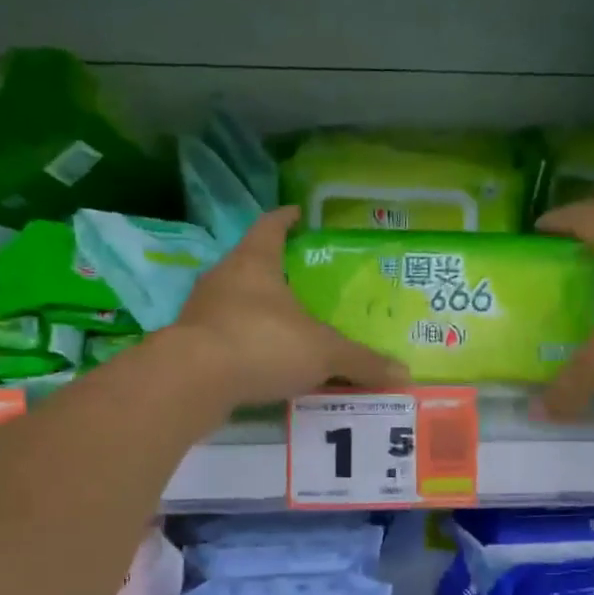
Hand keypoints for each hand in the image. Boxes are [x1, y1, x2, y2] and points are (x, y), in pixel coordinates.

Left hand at [167, 207, 409, 408]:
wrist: (192, 381)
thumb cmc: (262, 343)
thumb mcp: (323, 352)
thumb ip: (361, 361)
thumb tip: (404, 372)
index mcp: (255, 262)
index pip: (271, 226)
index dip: (286, 219)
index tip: (298, 213)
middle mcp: (223, 277)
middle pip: (251, 262)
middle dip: (275, 268)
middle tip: (302, 278)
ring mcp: (201, 309)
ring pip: (235, 299)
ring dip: (258, 307)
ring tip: (286, 322)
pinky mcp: (189, 342)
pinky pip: (224, 333)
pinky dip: (244, 340)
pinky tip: (262, 359)